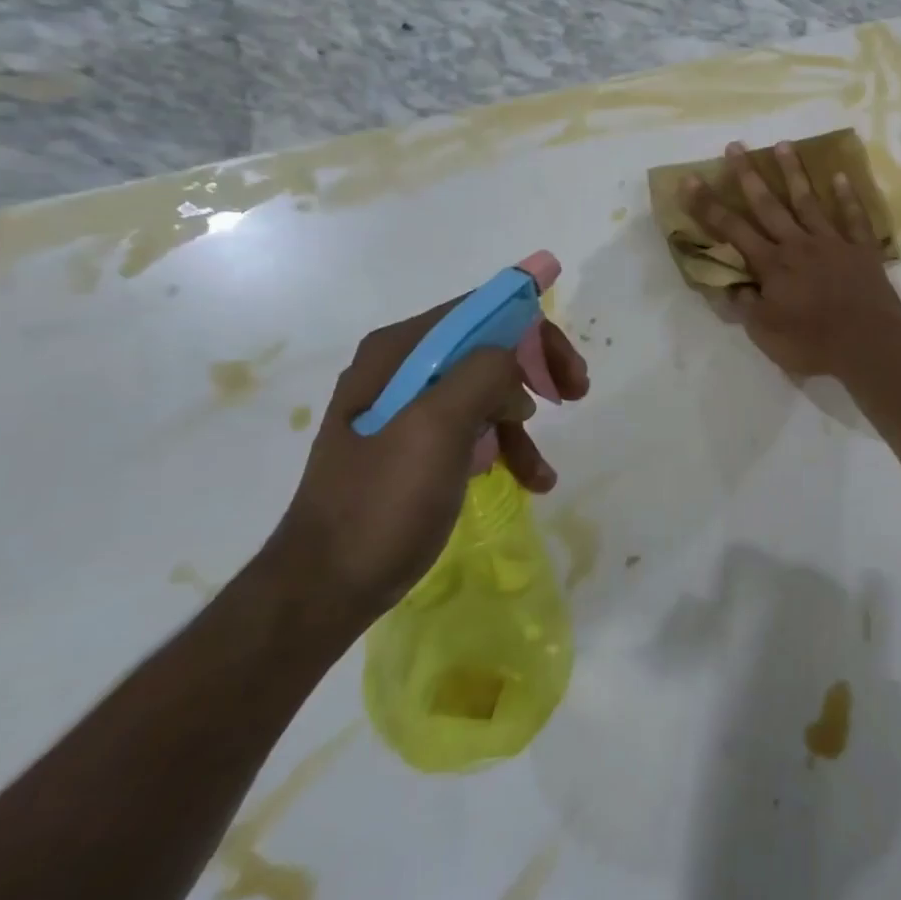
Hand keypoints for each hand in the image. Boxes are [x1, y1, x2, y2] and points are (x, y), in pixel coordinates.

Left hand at [264, 299, 589, 627]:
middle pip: (489, 348)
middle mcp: (403, 368)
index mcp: (401, 351)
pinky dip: (505, 448)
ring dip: (523, 423)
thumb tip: (515, 357)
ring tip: (543, 470)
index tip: (568, 370)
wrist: (326, 586)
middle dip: (536, 371)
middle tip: (575, 394)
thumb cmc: (382, 501)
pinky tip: (530, 480)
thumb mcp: (436, 427)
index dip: (534, 331)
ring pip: (487, 391)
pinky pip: (474, 428)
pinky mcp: (415, 446)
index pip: (483, 312)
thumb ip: (482, 373)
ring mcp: (407, 408)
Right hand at [682, 140, 900, 378]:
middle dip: (747, 175)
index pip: (731, 229)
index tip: (691, 179)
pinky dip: (847, 197)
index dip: (708, 205)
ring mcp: (832, 243)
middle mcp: (798, 244)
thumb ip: (745, 305)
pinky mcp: (861, 249)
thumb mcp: (765, 333)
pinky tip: (840, 176)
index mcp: (771, 264)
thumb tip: (728, 285)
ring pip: (808, 201)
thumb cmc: (812, 343)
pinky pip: (854, 218)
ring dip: (793, 173)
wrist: (868, 344)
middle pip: (768, 204)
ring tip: (782, 144)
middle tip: (735, 146)